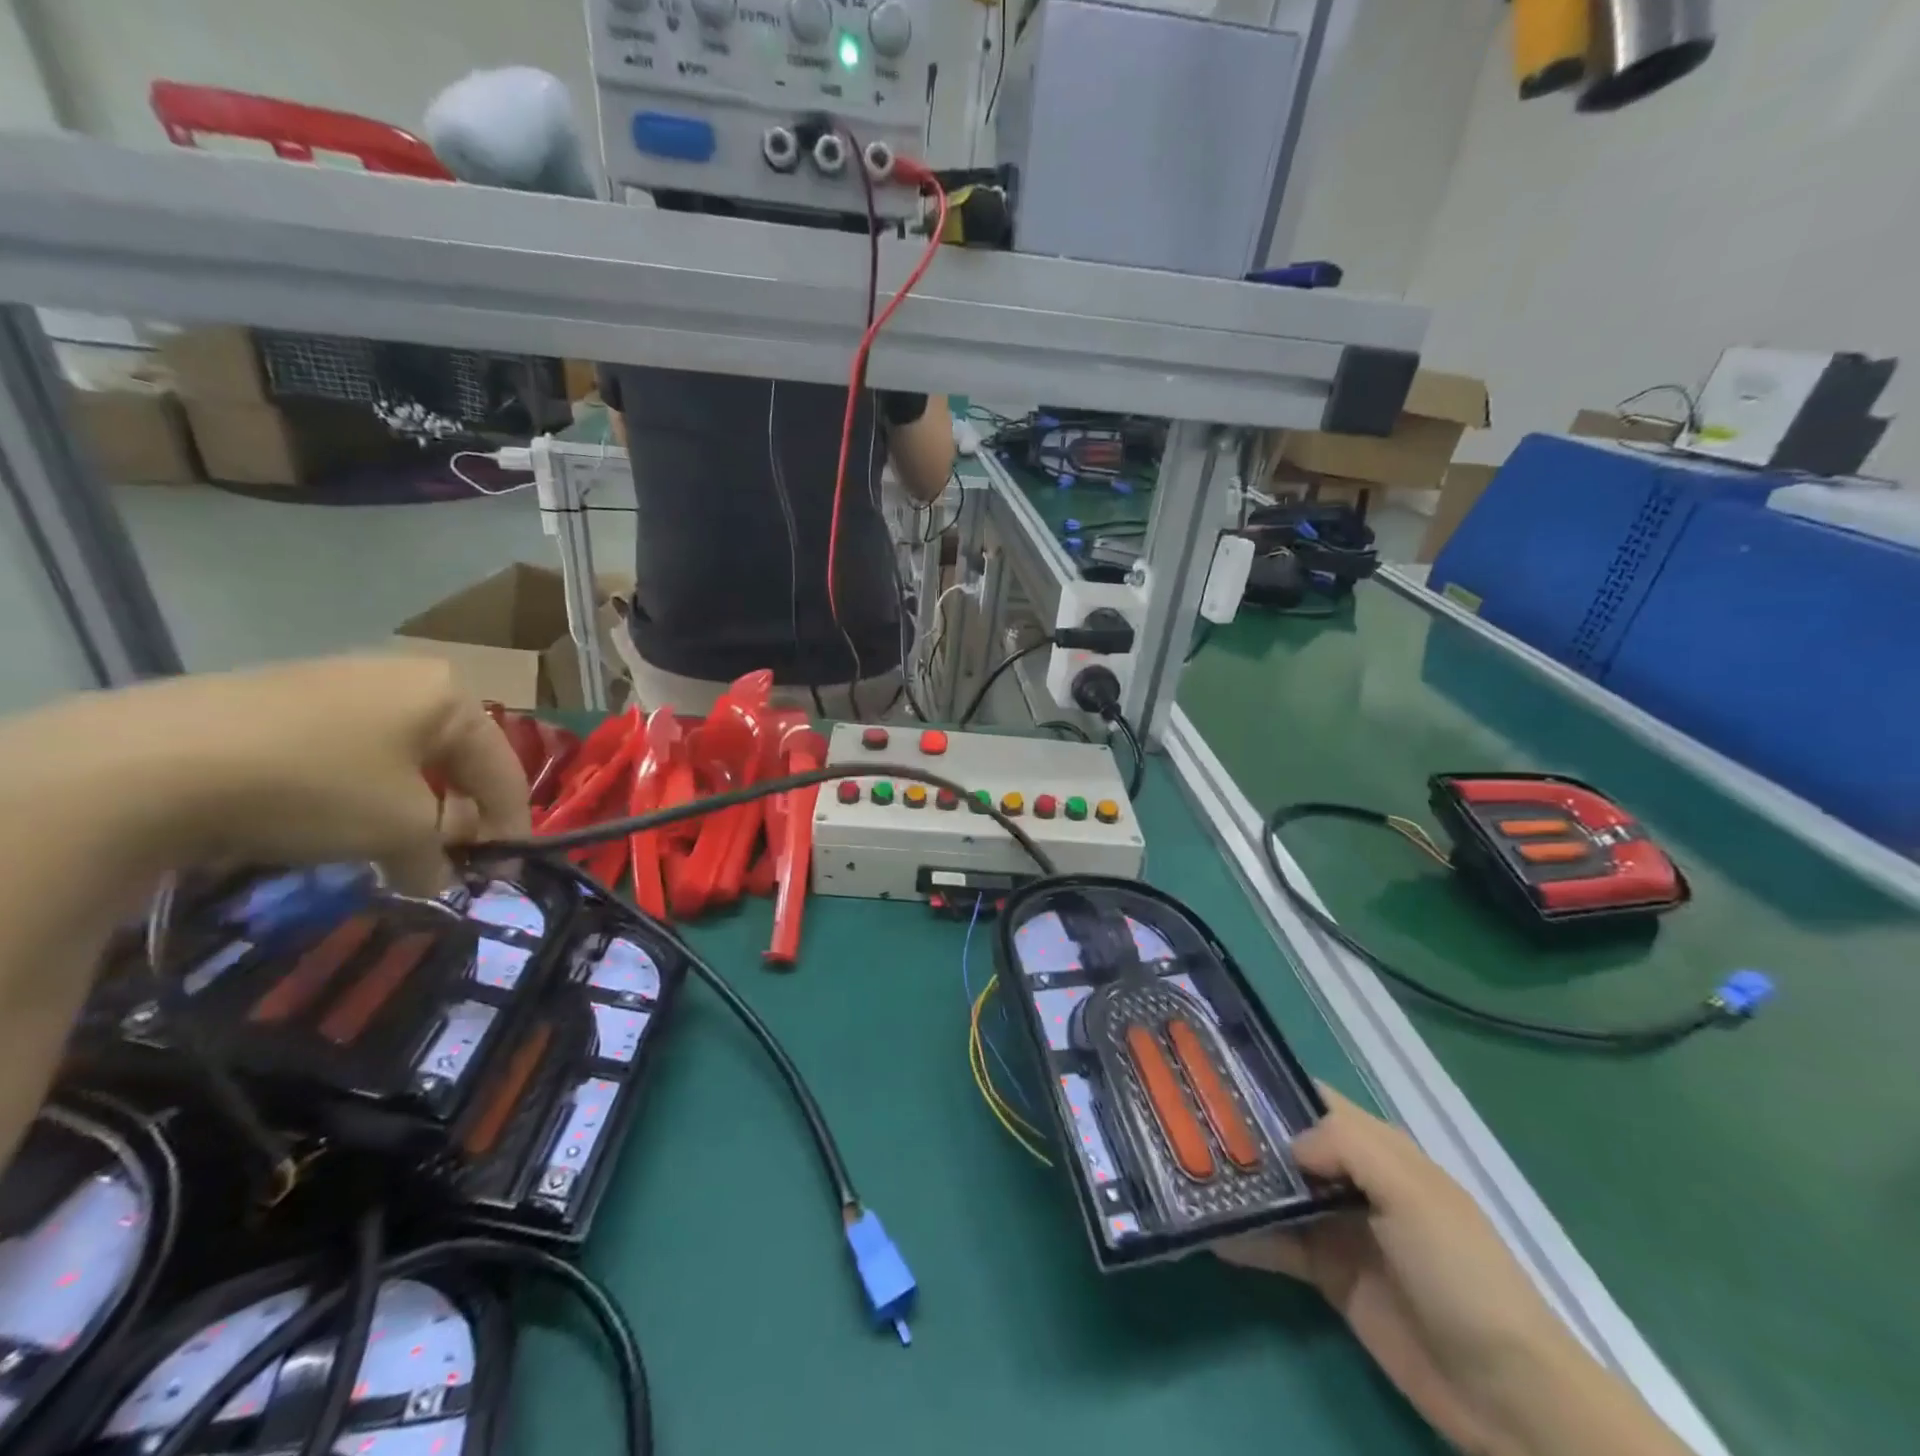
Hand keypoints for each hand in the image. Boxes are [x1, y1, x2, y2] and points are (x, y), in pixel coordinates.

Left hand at [47, 655, 531, 893]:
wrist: (151, 762)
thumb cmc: (319, 785)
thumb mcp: (399, 831)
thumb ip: (438, 857)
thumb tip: (440, 881)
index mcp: (449, 694)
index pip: (502, 768)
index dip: (511, 825)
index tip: (509, 870)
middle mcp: (402, 677)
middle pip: (452, 758)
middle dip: (457, 814)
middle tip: (450, 860)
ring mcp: (336, 682)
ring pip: (399, 755)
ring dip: (408, 805)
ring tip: (392, 848)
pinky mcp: (279, 700)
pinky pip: (347, 751)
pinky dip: (358, 791)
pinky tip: (334, 823)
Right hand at [1217, 1089, 1580, 1452]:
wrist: (1506, 1392)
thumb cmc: (1461, 1272)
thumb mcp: (1413, 1195)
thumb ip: (1348, 1149)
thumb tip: (1289, 1145)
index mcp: (1380, 1150)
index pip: (1317, 1101)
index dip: (1272, 1086)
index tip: (1218, 1075)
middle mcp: (1355, 1181)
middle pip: (1290, 1145)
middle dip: (1245, 1134)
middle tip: (1185, 1122)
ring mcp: (1341, 1229)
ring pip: (1280, 1193)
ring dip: (1242, 1184)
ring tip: (1186, 1170)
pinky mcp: (1330, 1276)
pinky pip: (1280, 1246)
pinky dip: (1248, 1238)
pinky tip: (1210, 1231)